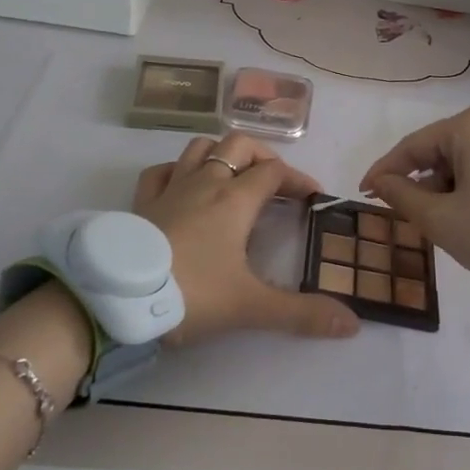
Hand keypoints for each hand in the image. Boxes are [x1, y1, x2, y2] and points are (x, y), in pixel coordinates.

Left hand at [134, 132, 359, 344]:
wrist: (117, 298)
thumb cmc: (191, 293)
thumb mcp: (250, 306)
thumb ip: (301, 314)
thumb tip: (352, 324)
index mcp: (235, 200)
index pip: (275, 172)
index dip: (298, 179)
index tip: (312, 198)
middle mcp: (205, 183)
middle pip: (239, 145)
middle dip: (263, 156)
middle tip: (275, 183)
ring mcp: (170, 188)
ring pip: (200, 148)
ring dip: (221, 155)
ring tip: (233, 177)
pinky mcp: (141, 202)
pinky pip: (161, 170)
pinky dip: (177, 170)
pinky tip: (183, 185)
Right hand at [359, 107, 469, 286]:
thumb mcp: (439, 218)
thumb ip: (401, 196)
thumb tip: (380, 182)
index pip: (414, 146)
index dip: (385, 170)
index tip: (364, 192)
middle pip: (441, 149)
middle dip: (419, 180)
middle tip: (403, 212)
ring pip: (465, 158)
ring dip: (445, 186)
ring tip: (437, 219)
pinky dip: (469, 185)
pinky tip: (464, 212)